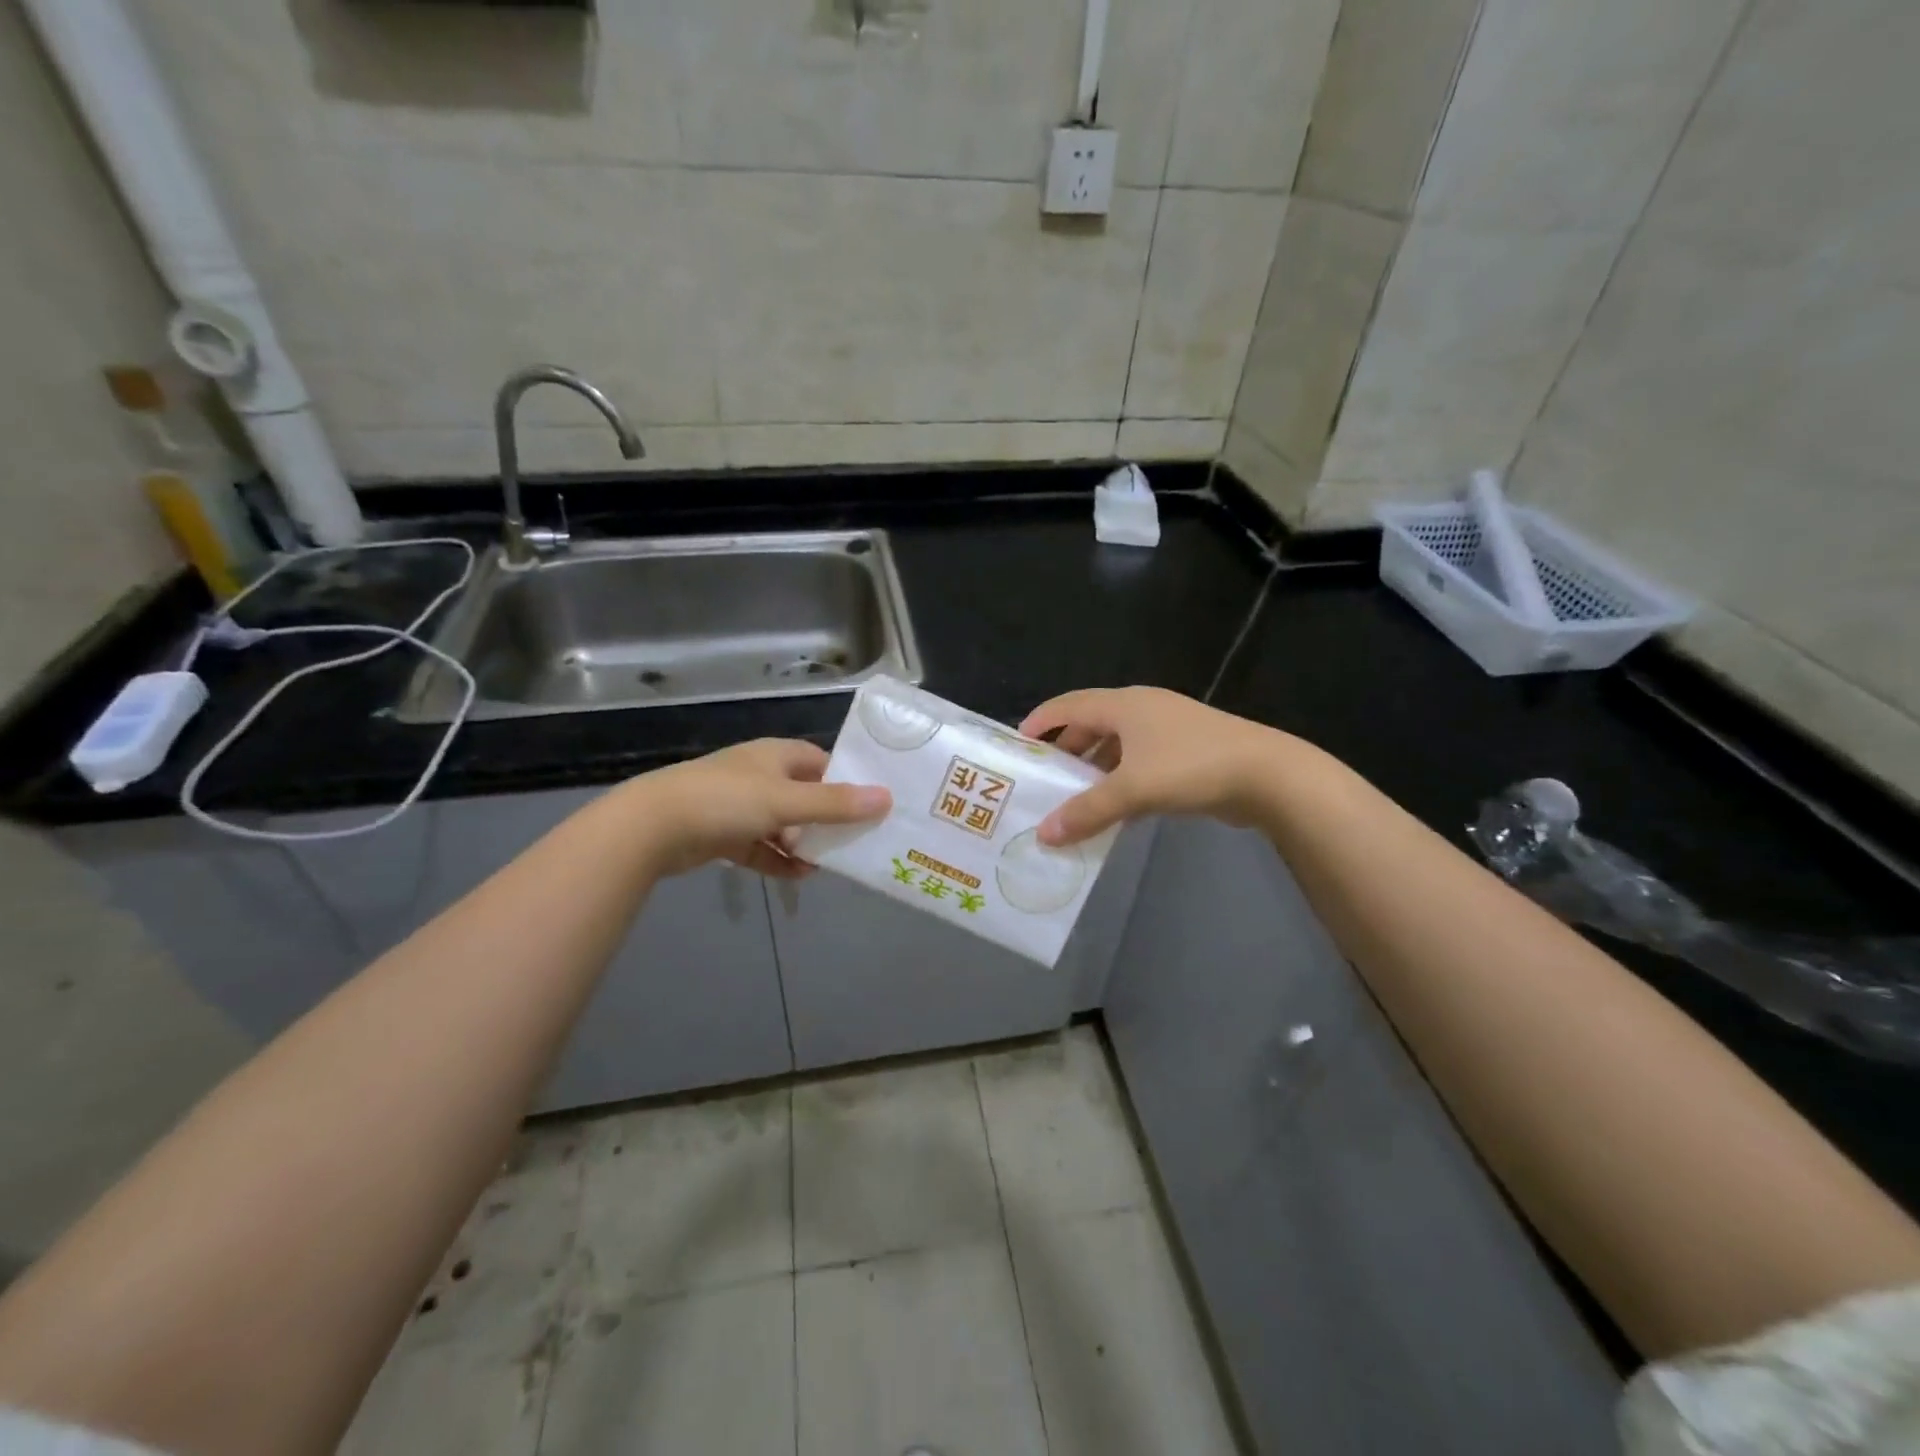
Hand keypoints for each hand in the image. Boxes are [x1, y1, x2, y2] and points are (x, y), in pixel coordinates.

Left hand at [622, 739, 889, 878]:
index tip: (871, 803)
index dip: (846, 780)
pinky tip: (800, 877)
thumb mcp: (786, 801)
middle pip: (805, 795)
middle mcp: (759, 776)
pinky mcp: (724, 834)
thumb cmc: (725, 801)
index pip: (821, 762)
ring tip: (831, 863)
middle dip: (828, 818)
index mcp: (775, 756)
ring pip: (784, 824)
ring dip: (804, 843)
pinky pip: (761, 847)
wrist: (653, 827)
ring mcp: (739, 806)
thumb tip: (886, 799)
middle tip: (858, 840)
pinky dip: (779, 860)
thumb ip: (835, 804)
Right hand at [1018, 687, 1287, 845]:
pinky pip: (1139, 764)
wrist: (1269, 775)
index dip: (1041, 721)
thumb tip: (1043, 835)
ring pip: (1117, 747)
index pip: (1069, 705)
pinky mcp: (1186, 753)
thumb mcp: (1132, 789)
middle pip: (1091, 725)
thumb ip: (1086, 811)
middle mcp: (1142, 710)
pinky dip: (1120, 782)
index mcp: (1124, 705)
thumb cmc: (1192, 767)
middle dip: (1066, 750)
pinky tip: (1113, 811)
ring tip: (1071, 799)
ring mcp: (1168, 731)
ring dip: (1094, 771)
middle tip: (1042, 779)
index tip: (1017, 745)